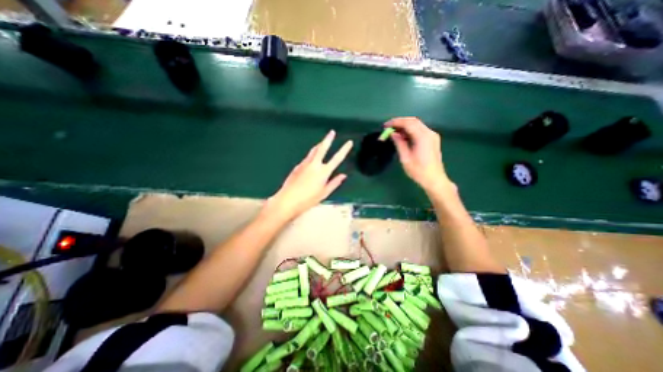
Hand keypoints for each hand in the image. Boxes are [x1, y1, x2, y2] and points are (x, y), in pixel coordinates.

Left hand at [265, 130, 354, 221]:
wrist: (287, 200)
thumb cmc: (308, 199)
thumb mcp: (324, 193)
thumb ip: (334, 183)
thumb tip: (343, 176)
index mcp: (323, 172)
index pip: (337, 158)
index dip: (344, 150)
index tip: (349, 142)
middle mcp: (315, 164)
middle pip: (322, 148)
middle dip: (328, 139)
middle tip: (331, 132)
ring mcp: (305, 164)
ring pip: (313, 151)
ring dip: (319, 145)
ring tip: (322, 142)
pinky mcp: (297, 166)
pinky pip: (307, 158)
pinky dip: (311, 155)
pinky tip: (312, 159)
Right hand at [387, 116, 453, 192]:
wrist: (434, 179)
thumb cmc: (419, 171)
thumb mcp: (405, 158)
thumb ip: (399, 143)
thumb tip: (393, 133)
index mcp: (423, 137)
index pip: (408, 123)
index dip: (396, 122)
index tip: (386, 125)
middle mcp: (429, 133)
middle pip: (413, 121)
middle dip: (400, 122)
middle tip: (389, 127)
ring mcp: (432, 136)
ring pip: (417, 124)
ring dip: (405, 126)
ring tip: (394, 131)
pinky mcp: (432, 139)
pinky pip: (420, 130)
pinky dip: (411, 130)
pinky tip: (403, 136)